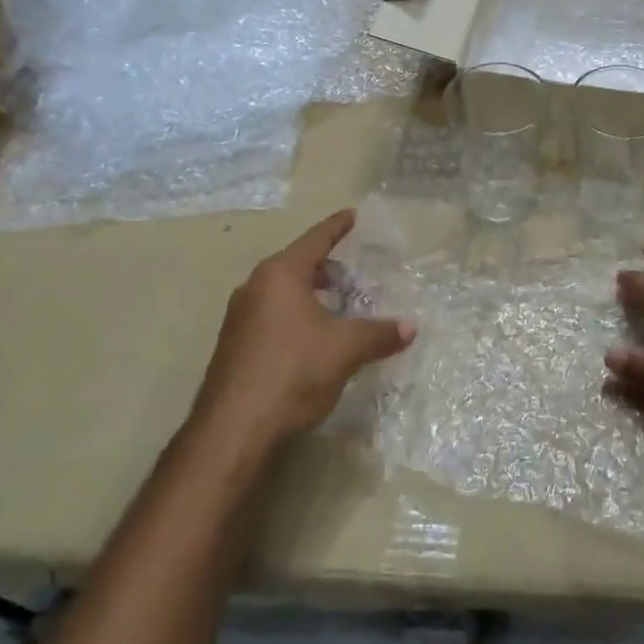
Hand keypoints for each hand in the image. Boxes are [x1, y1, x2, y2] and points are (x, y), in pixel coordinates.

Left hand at [192, 209, 415, 448]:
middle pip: (297, 264)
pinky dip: (298, 314)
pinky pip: (273, 314)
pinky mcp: (236, 345)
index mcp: (280, 275)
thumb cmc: (293, 371)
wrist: (233, 429)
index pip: (315, 239)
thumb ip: (379, 334)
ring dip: (312, 292)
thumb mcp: (345, 349)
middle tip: (356, 269)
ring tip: (341, 303)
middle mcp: (255, 287)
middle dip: (328, 265)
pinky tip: (316, 336)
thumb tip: (410, 327)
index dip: (337, 227)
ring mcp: (240, 317)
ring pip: (283, 292)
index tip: (353, 215)